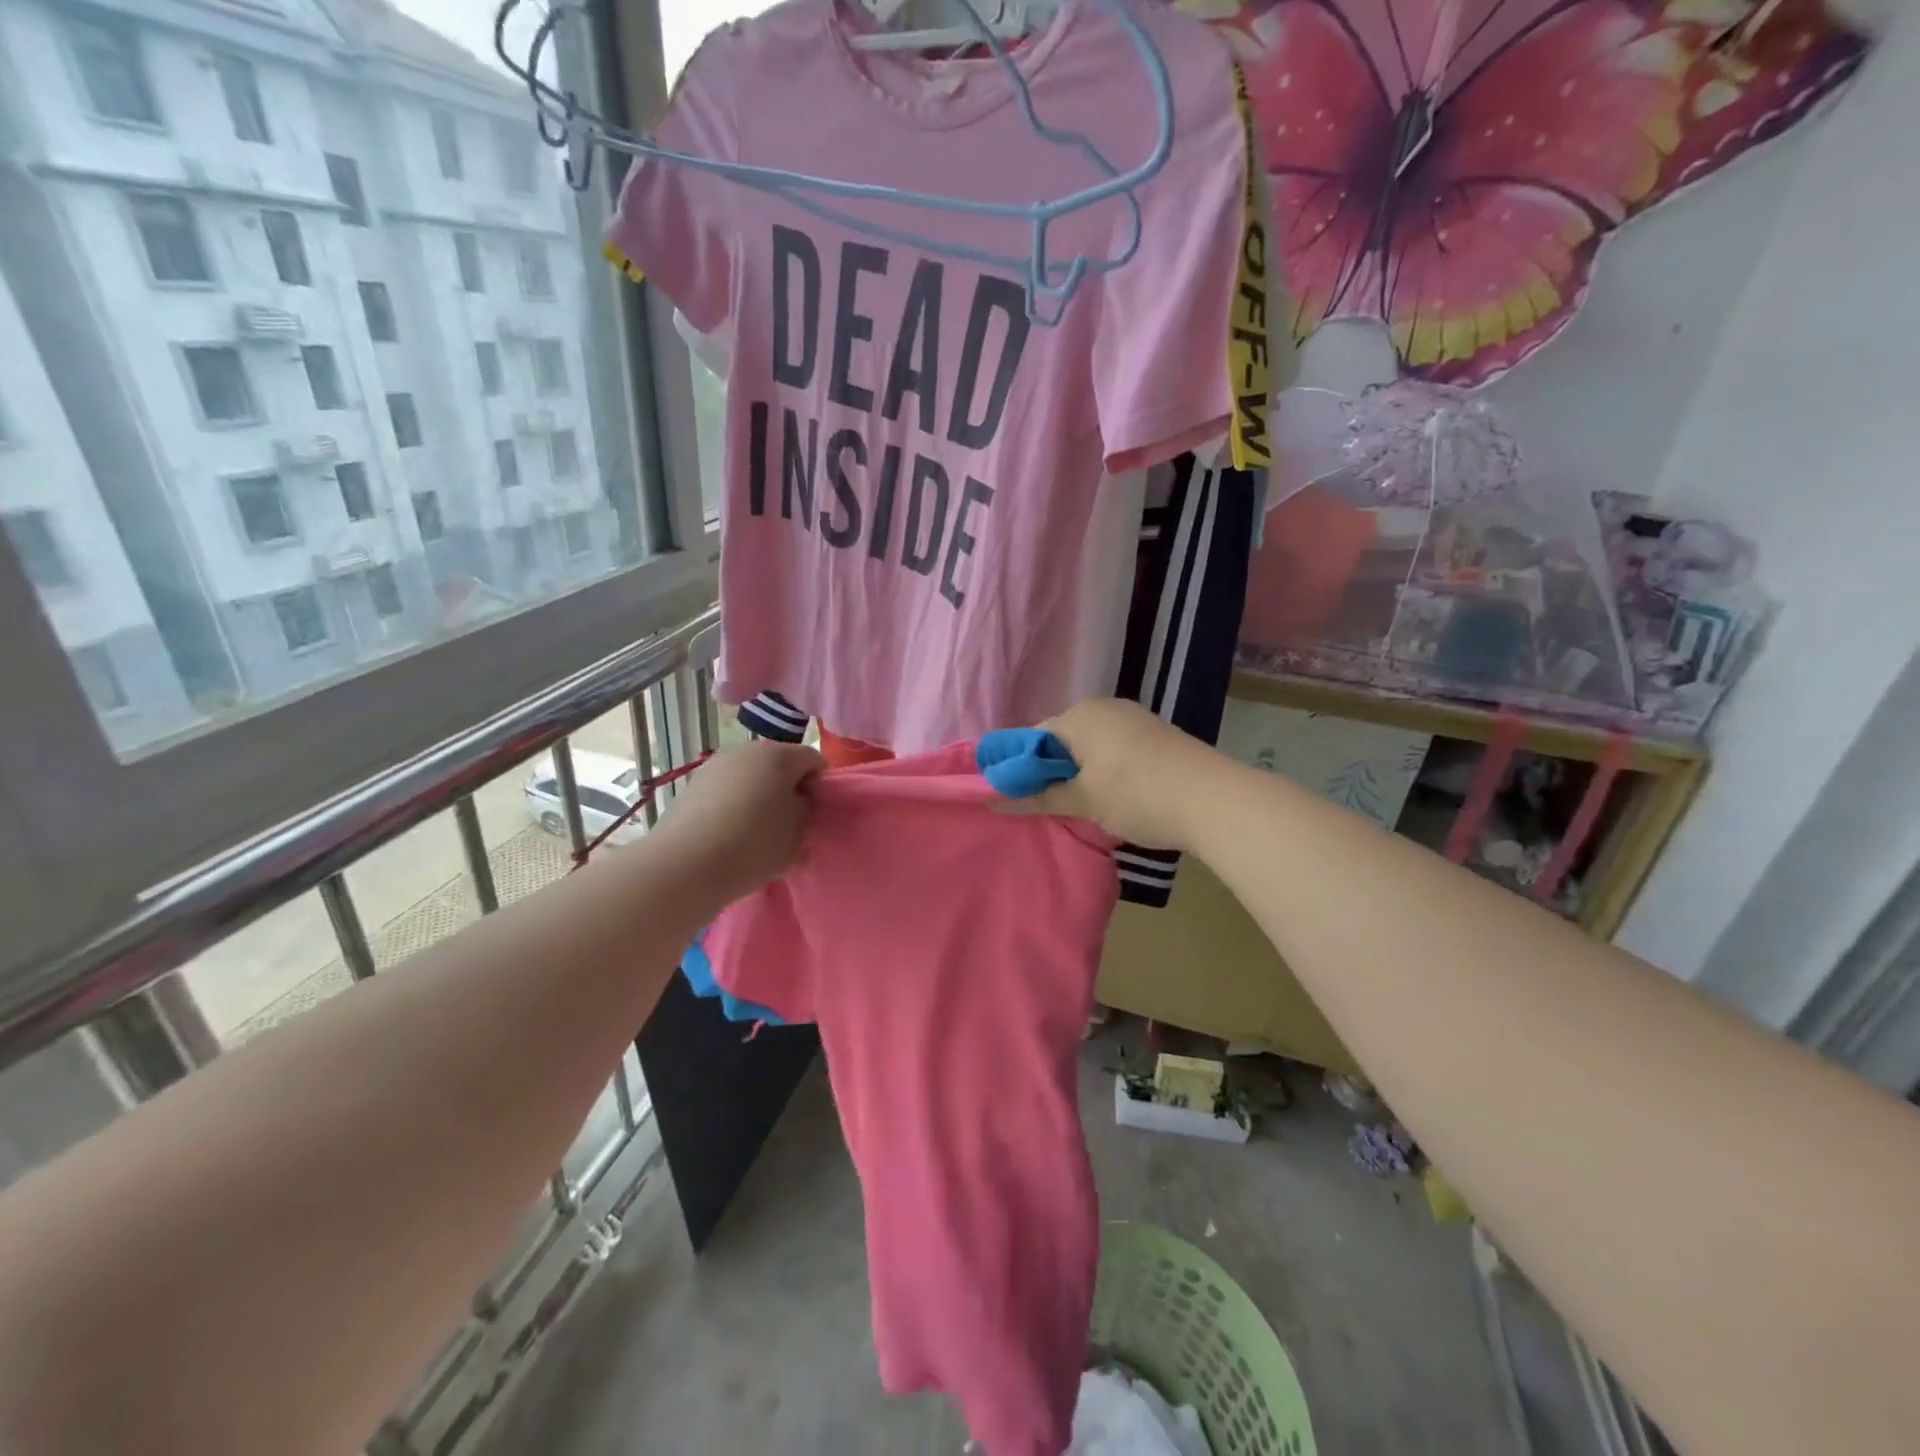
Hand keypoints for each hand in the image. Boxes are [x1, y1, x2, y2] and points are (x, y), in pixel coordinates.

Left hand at [654, 740, 825, 901]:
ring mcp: (714, 767)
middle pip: (779, 766)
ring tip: (758, 836)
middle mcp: (745, 751)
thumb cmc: (753, 845)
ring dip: (760, 800)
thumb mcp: (797, 834)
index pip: (814, 761)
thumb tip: (799, 804)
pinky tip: (731, 838)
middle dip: (789, 792)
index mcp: (778, 755)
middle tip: (791, 827)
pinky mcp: (691, 788)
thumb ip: (807, 813)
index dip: (821, 787)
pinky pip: (726, 793)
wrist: (684, 866)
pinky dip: (734, 808)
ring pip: (750, 779)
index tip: (817, 816)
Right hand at [998, 699, 1216, 850]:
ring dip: (1080, 773)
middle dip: (1052, 772)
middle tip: (1052, 808)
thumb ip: (1036, 797)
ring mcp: (1133, 717)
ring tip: (1083, 807)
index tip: (1022, 800)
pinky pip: (1113, 748)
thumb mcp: (1082, 801)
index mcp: (1079, 715)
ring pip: (1089, 746)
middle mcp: (1103, 707)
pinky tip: (1114, 796)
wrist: (1215, 800)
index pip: (1032, 739)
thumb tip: (990, 799)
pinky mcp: (1155, 733)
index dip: (1022, 770)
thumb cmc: (1138, 796)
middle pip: (1061, 740)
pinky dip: (1105, 770)